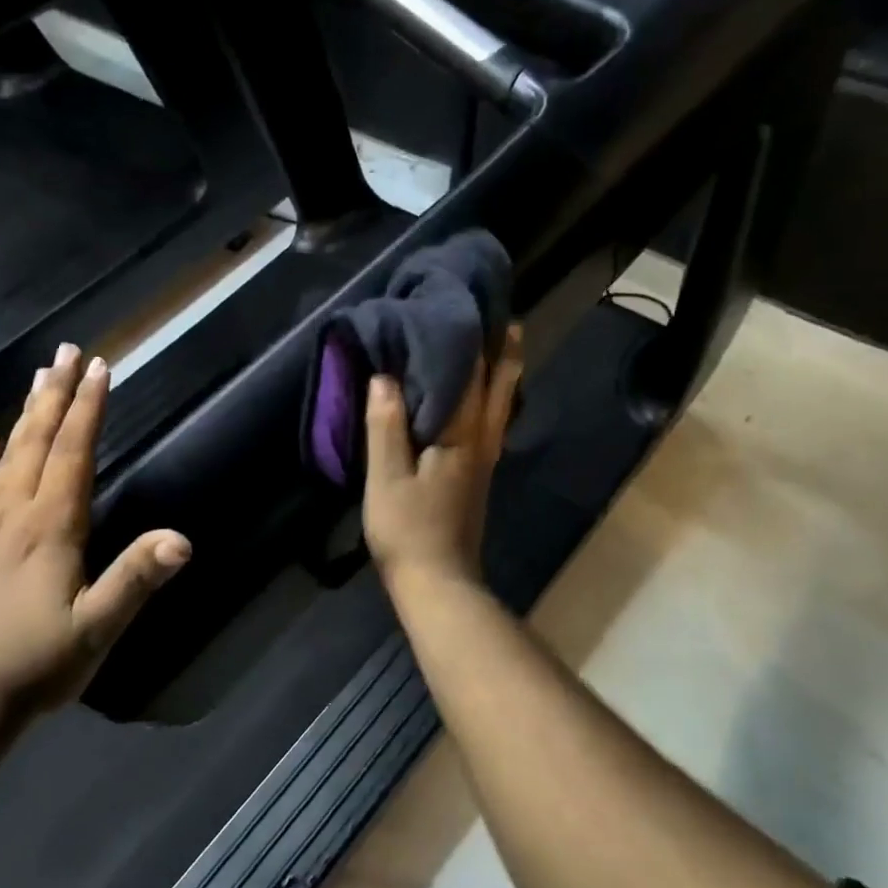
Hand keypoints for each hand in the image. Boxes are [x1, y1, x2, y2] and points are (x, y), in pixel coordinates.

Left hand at [0, 343, 190, 720]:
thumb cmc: (38, 663)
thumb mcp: (97, 628)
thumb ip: (136, 580)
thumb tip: (181, 539)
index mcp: (51, 526)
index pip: (73, 453)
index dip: (89, 409)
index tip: (100, 367)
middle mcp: (15, 514)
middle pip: (37, 441)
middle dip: (56, 394)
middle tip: (68, 351)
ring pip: (6, 456)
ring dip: (25, 414)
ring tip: (38, 378)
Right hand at [363, 323, 522, 593]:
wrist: (438, 583)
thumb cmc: (407, 530)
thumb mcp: (386, 478)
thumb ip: (386, 426)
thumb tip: (384, 376)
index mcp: (459, 437)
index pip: (467, 376)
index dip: (468, 339)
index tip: (467, 304)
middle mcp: (482, 442)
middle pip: (499, 387)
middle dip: (502, 350)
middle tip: (502, 314)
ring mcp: (484, 460)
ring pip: (501, 405)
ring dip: (503, 372)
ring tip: (502, 342)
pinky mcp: (478, 476)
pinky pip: (491, 423)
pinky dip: (493, 398)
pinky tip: (484, 396)